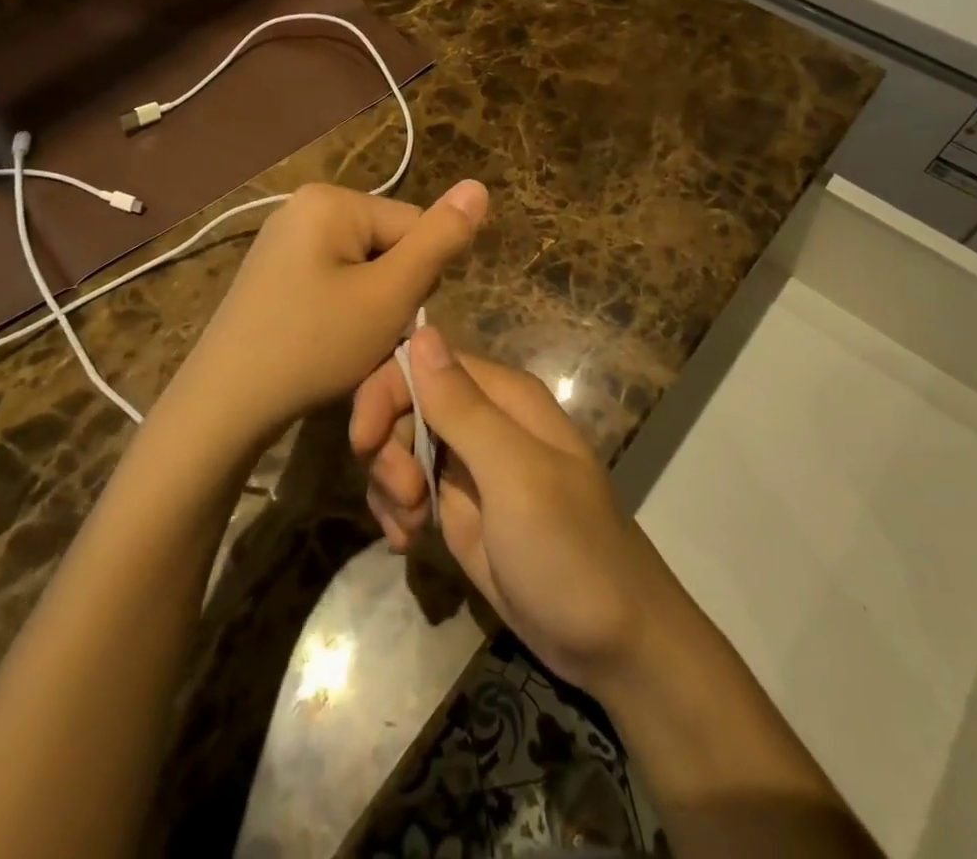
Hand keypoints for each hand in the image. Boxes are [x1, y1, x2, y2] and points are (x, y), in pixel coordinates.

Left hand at [171, 181, 487, 444]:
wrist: (225, 404)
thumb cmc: (313, 345)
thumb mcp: (389, 296)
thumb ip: (439, 240)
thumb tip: (479, 186)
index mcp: (331, 199)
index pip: (414, 225)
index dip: (418, 279)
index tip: (392, 320)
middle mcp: (304, 206)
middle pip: (387, 244)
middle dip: (391, 293)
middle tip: (366, 336)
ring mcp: (284, 239)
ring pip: (363, 268)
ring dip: (370, 307)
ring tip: (346, 345)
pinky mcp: (274, 272)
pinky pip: (332, 281)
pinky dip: (341, 312)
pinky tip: (324, 342)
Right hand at [350, 327, 666, 693]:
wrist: (612, 645)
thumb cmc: (569, 550)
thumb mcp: (515, 475)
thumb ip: (463, 407)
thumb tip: (420, 331)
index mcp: (501, 396)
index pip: (422, 362)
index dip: (384, 393)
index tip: (364, 443)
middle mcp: (482, 419)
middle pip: (404, 403)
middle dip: (387, 448)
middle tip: (404, 497)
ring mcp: (469, 464)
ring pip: (399, 446)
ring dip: (388, 484)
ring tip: (408, 528)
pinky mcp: (458, 506)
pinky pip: (407, 488)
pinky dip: (395, 510)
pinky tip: (405, 541)